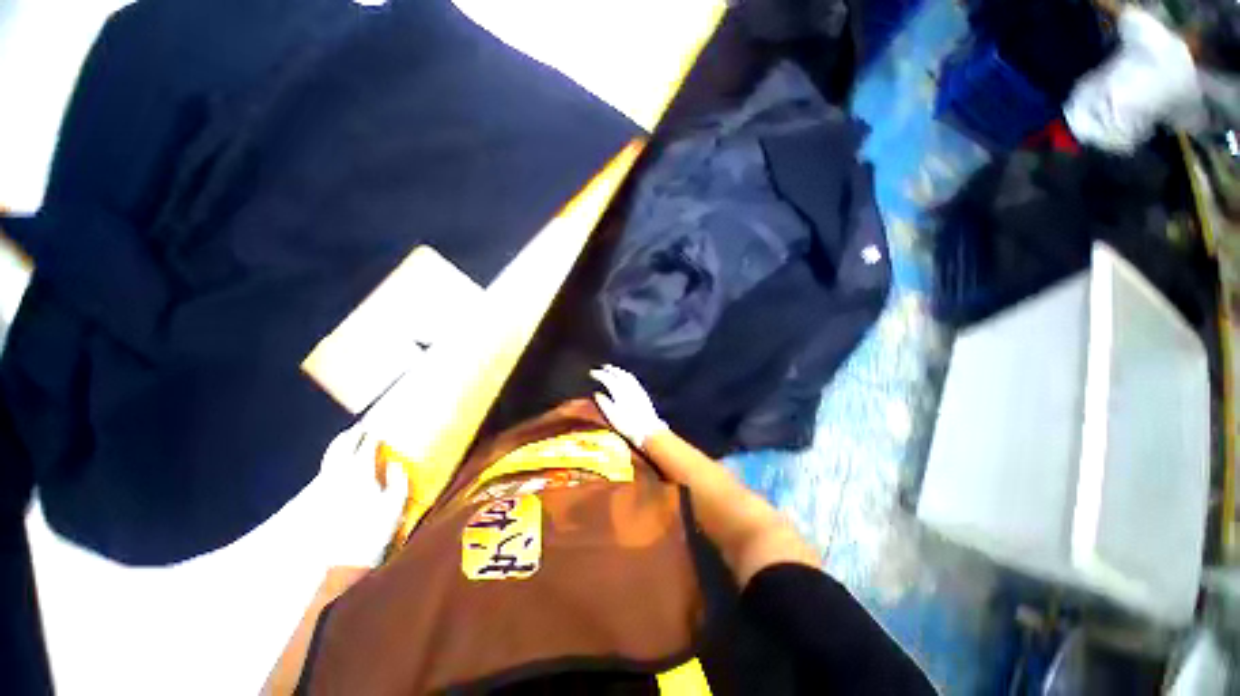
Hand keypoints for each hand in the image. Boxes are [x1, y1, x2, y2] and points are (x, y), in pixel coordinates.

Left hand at [315, 424, 408, 567]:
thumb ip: (398, 482)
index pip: (365, 447)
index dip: (372, 437)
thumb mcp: (394, 506)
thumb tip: (396, 463)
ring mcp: (325, 487)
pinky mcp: (317, 499)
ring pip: (330, 458)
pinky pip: (324, 470)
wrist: (337, 561)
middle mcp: (339, 476)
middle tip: (360, 427)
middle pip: (342, 448)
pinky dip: (331, 460)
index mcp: (360, 475)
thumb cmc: (372, 532)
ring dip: (338, 445)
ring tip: (347, 438)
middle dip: (351, 435)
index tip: (379, 430)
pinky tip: (337, 463)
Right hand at [590, 364, 667, 447]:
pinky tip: (626, 378)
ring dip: (619, 371)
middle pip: (618, 374)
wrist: (648, 430)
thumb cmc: (628, 425)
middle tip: (603, 367)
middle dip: (610, 369)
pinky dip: (626, 375)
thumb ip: (604, 403)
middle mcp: (628, 387)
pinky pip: (633, 379)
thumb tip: (597, 394)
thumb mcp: (612, 416)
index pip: (607, 378)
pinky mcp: (643, 393)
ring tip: (613, 370)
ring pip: (627, 375)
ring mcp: (637, 389)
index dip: (599, 374)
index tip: (592, 372)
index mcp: (619, 391)